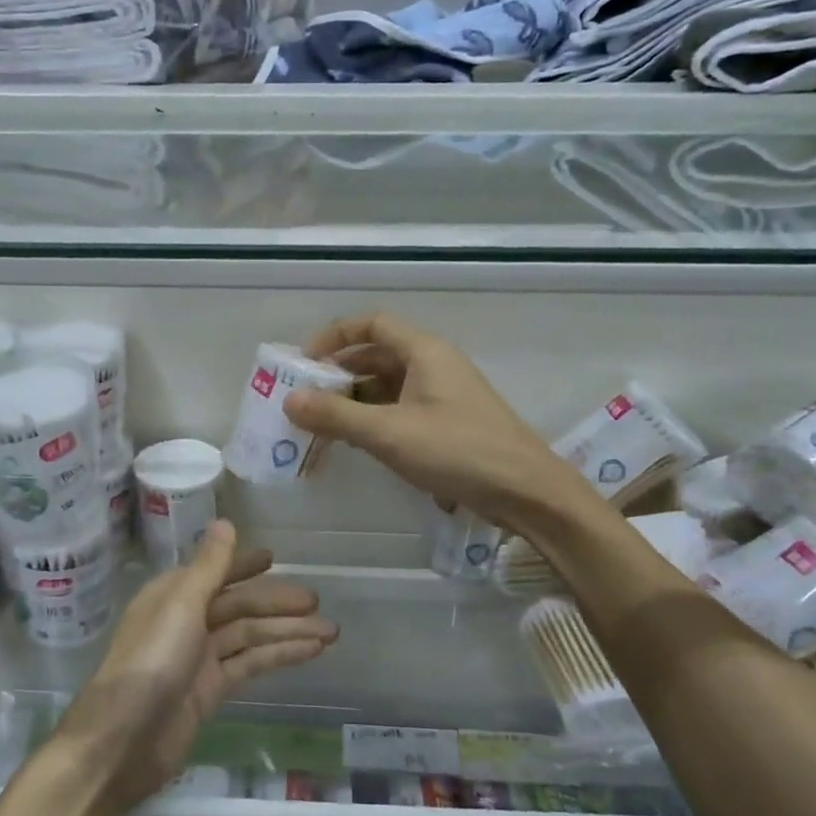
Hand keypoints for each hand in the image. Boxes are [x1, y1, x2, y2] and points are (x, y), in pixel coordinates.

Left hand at [53, 522, 335, 815]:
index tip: (273, 559)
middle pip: (239, 606)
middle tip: (317, 602)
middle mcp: (186, 621)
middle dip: (277, 603)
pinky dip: (278, 656)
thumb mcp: (181, 604)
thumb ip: (209, 566)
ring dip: (287, 631)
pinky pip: (250, 664)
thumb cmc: (151, 660)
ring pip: (250, 636)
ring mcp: (199, 658)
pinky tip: (309, 652)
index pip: (215, 573)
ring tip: (330, 631)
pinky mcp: (211, 691)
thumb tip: (225, 522)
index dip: (243, 565)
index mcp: (173, 595)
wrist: (123, 740)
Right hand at [283, 313, 584, 526]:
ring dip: (355, 399)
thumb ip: (336, 416)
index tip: (304, 361)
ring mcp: (444, 394)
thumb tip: (289, 400)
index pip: (372, 324)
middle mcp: (435, 364)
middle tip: (306, 396)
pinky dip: (376, 417)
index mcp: (424, 351)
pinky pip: (402, 408)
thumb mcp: (389, 433)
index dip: (334, 336)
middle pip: (378, 354)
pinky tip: (358, 440)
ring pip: (389, 384)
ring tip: (323, 423)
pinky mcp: (450, 422)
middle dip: (339, 372)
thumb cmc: (457, 450)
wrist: (526, 491)